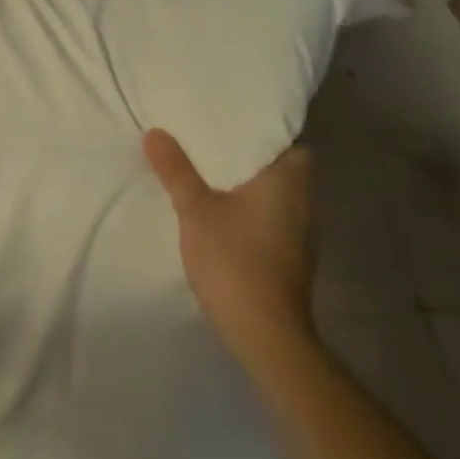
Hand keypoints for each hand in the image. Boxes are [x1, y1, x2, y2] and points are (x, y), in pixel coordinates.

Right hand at [144, 129, 314, 363]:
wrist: (265, 334)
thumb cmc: (235, 261)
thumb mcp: (195, 210)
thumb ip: (176, 170)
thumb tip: (155, 132)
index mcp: (287, 184)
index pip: (291, 144)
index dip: (267, 133)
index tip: (236, 124)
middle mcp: (303, 205)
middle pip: (283, 169)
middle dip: (251, 158)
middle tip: (213, 143)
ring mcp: (301, 236)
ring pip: (277, 197)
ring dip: (250, 186)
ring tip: (211, 172)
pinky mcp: (291, 259)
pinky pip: (272, 219)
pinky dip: (252, 211)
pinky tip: (223, 212)